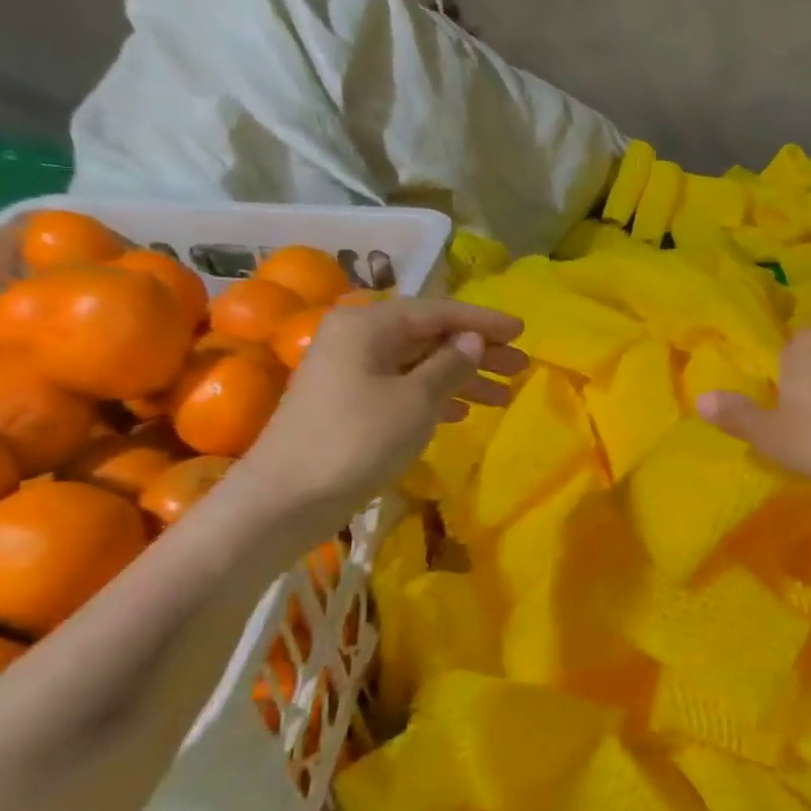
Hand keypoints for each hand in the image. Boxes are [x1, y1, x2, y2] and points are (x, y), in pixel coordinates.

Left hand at [238, 298, 525, 526]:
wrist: (287, 498)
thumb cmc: (358, 440)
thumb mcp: (416, 400)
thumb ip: (450, 365)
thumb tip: (473, 340)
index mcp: (369, 325)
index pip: (439, 312)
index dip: (484, 321)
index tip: (523, 331)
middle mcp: (357, 338)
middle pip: (430, 337)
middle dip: (478, 352)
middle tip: (520, 366)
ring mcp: (350, 372)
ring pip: (419, 365)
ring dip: (462, 378)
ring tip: (503, 395)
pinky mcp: (349, 404)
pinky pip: (403, 387)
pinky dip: (435, 397)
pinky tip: (462, 413)